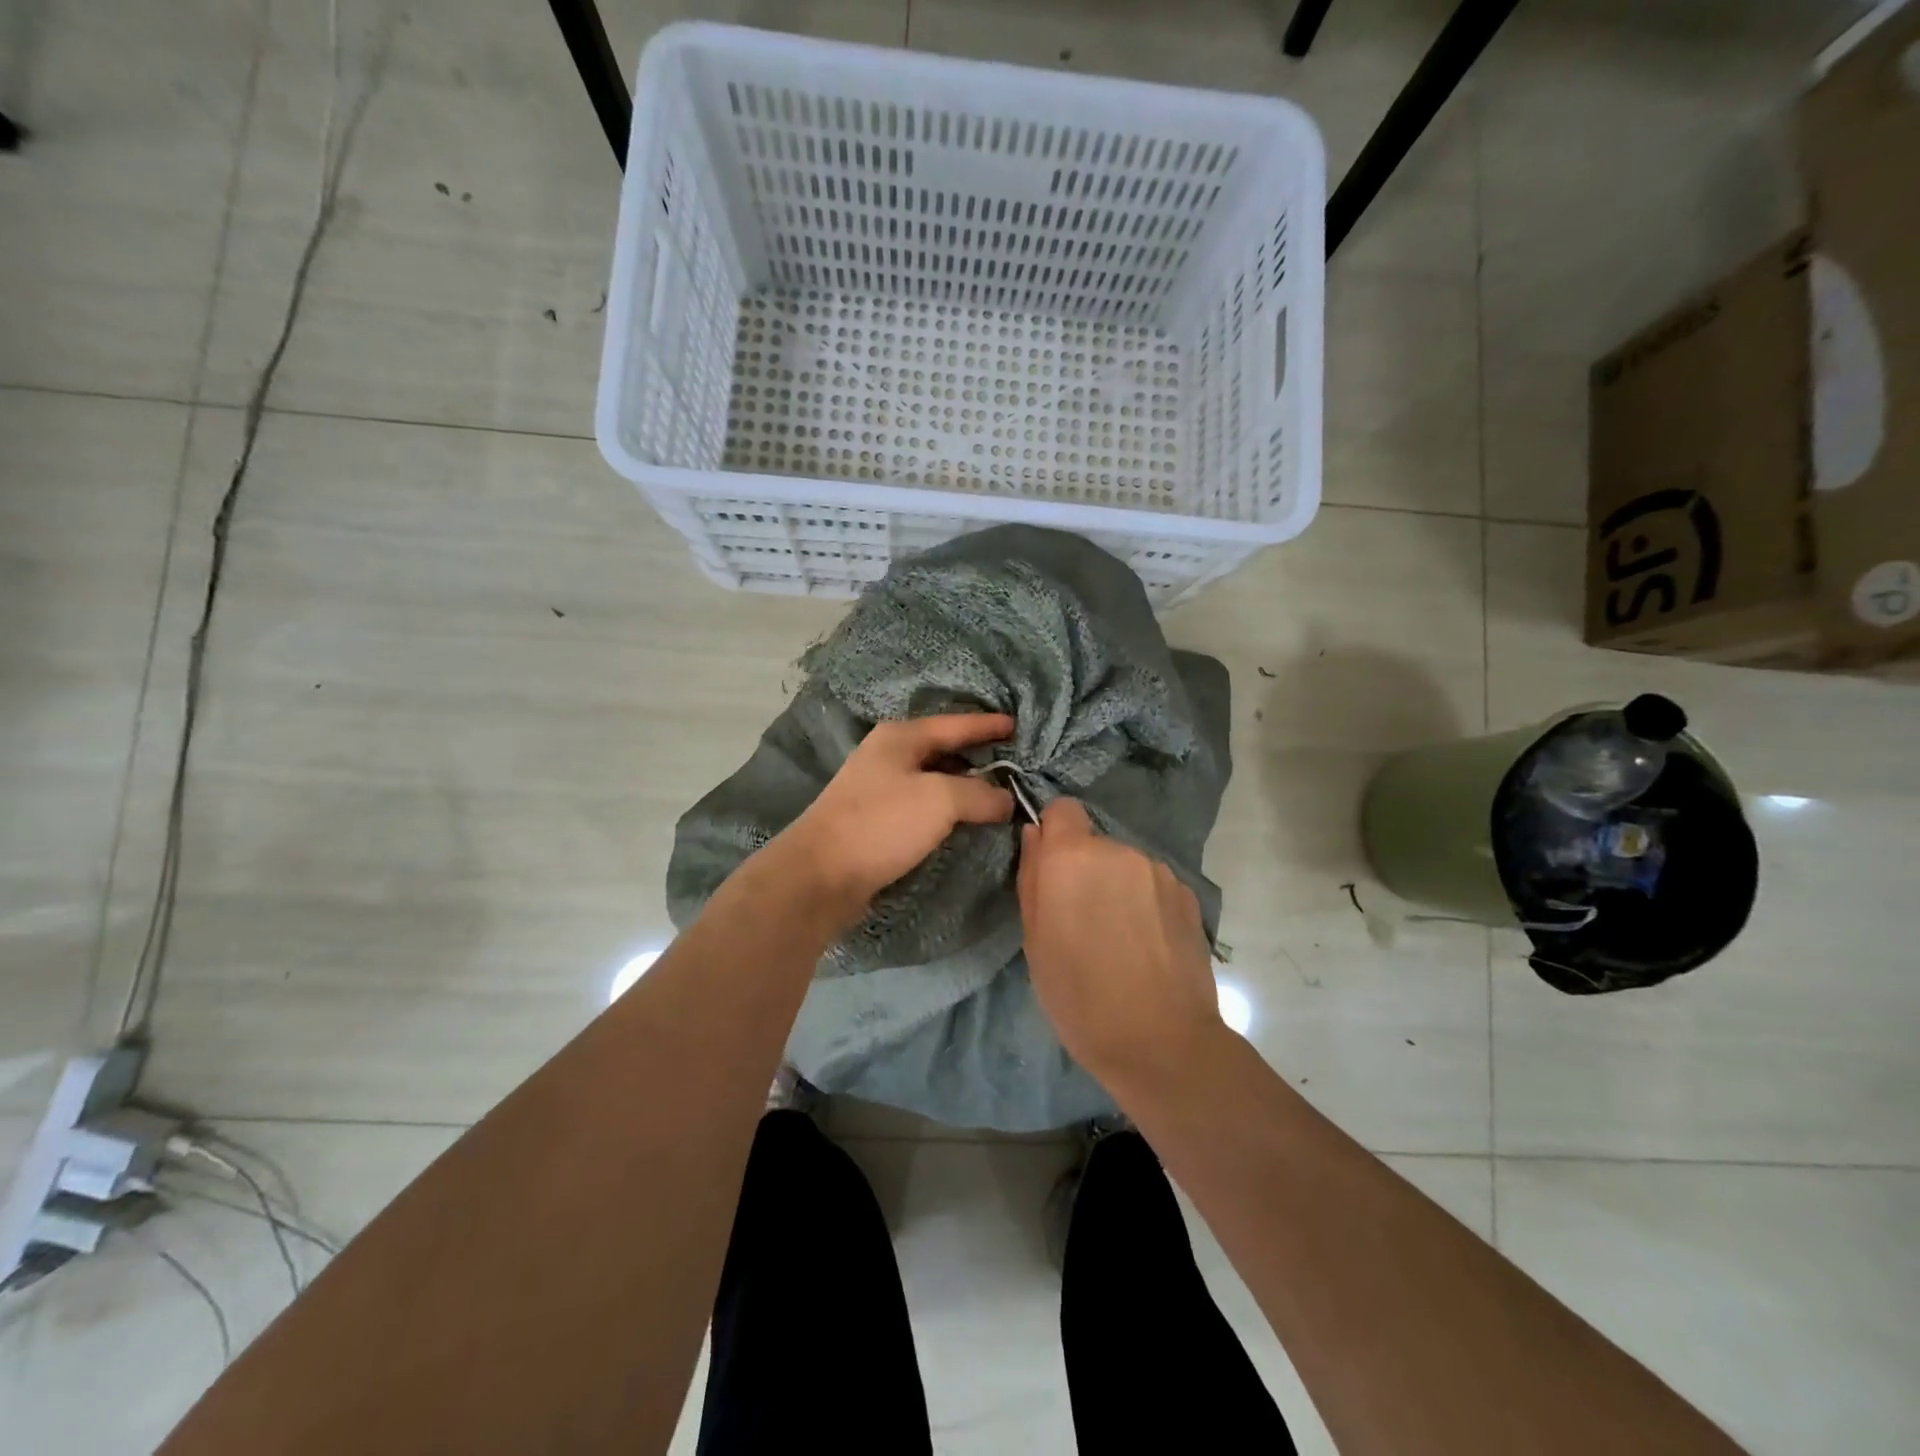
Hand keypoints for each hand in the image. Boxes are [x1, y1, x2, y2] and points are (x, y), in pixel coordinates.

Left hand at [768, 713, 1015, 928]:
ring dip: (965, 786)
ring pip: (934, 779)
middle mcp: (889, 755)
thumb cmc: (882, 824)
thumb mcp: (940, 800)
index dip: (988, 725)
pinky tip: (966, 820)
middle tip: (1016, 764)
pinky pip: (924, 805)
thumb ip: (980, 793)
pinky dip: (948, 809)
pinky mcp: (877, 820)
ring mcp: (880, 788)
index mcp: (900, 737)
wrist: (821, 875)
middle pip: (944, 750)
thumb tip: (1006, 799)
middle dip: (979, 756)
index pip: (956, 724)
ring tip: (999, 794)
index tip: (1017, 725)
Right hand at [1017, 798, 1225, 1089]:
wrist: (1161, 1043)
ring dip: (1117, 887)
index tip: (1051, 871)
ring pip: (1125, 866)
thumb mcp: (1034, 941)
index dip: (1054, 834)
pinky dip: (1146, 904)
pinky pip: (1153, 886)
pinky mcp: (1188, 894)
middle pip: (1094, 844)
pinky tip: (1148, 946)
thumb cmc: (1080, 997)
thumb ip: (1032, 878)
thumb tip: (1036, 835)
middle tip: (1082, 921)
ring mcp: (1159, 871)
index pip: (1062, 809)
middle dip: (1085, 871)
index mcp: (1072, 858)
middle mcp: (1118, 850)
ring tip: (1119, 940)